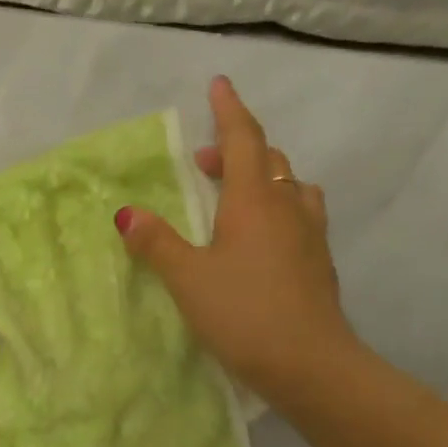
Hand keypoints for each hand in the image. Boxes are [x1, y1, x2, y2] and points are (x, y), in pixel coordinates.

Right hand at [117, 76, 356, 404]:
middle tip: (206, 162)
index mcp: (253, 200)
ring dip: (263, 178)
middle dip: (236, 150)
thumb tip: (127, 213)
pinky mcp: (319, 261)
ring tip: (238, 195)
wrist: (309, 362)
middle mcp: (287, 205)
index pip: (242, 139)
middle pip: (267, 159)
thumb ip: (157, 243)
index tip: (219, 84)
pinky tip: (267, 235)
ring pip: (290, 185)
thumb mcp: (188, 279)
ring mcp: (310, 233)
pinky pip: (301, 214)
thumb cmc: (243, 313)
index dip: (229, 110)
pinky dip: (279, 207)